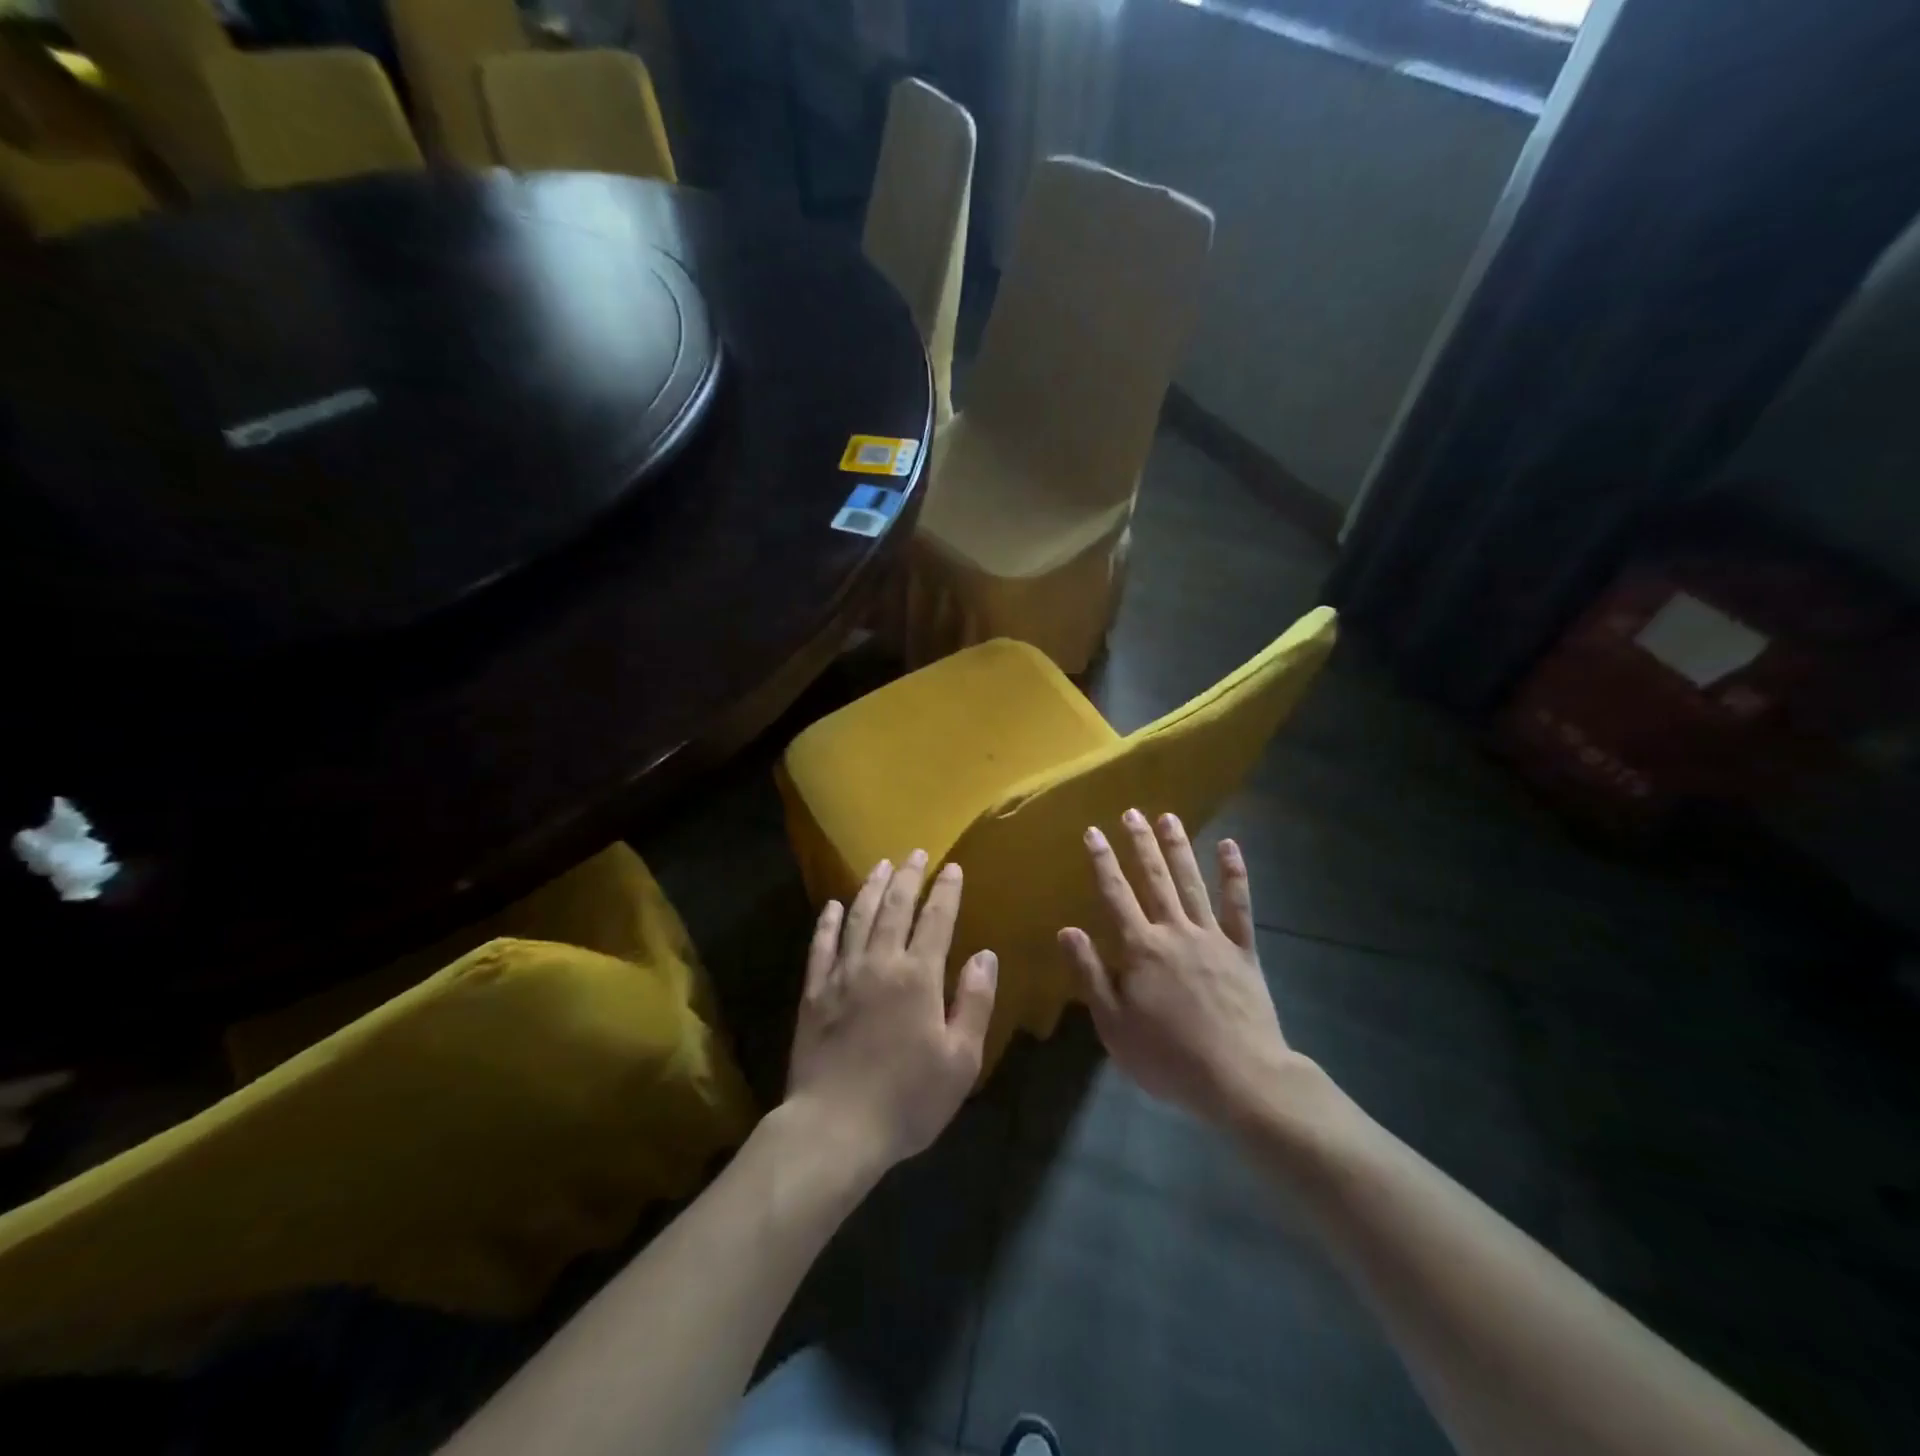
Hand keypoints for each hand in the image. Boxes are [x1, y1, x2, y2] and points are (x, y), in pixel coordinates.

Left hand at [786, 851, 997, 1175]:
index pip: (936, 920)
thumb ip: (975, 1002)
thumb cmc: (907, 1099)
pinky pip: (821, 946)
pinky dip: (828, 922)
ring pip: (858, 917)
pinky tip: (833, 906)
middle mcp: (880, 963)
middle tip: (915, 852)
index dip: (946, 891)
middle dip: (908, 877)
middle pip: (895, 907)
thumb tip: (985, 955)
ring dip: (870, 887)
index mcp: (918, 976)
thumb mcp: (960, 1059)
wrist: (835, 1128)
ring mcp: (842, 975)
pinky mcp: (814, 992)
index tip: (952, 867)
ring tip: (880, 864)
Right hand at [1058, 809, 1293, 1131]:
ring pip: (1191, 882)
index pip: (1116, 895)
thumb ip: (1090, 974)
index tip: (1093, 832)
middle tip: (1132, 812)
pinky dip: (1234, 875)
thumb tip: (1066, 930)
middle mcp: (1174, 931)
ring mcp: (1212, 937)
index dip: (1103, 862)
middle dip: (1140, 844)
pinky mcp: (1243, 950)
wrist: (1239, 1078)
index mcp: (1141, 949)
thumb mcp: (1114, 1025)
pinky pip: (1239, 906)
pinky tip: (1230, 847)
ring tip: (1168, 817)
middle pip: (1155, 879)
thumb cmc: (1168, 1057)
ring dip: (1179, 848)